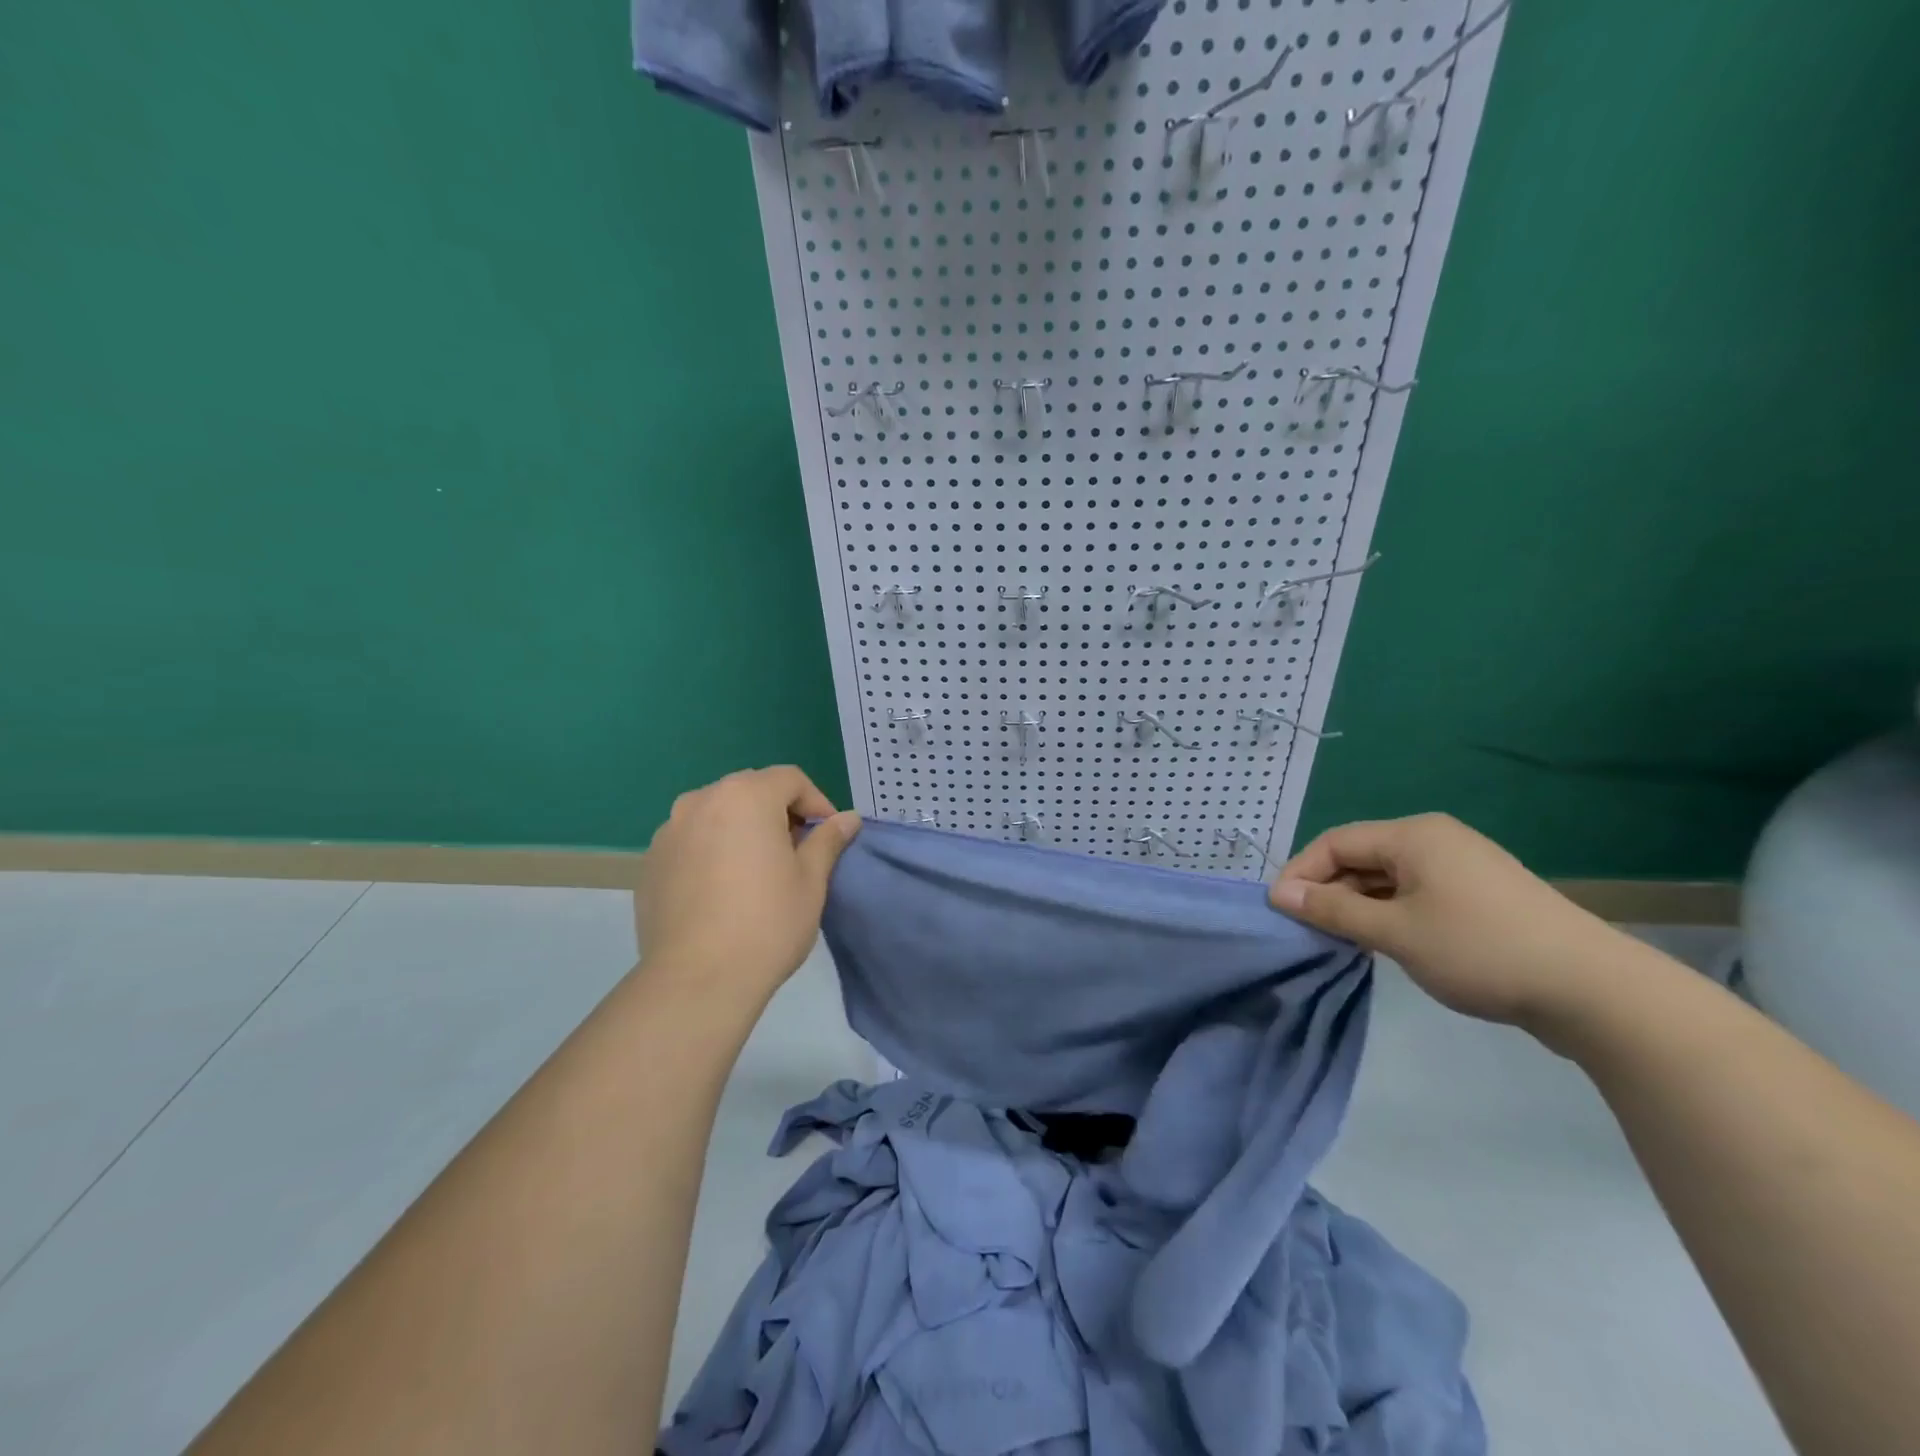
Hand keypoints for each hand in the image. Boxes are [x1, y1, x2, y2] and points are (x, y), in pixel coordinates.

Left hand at [635, 767, 860, 1004]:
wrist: (697, 980)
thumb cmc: (767, 923)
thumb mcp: (811, 880)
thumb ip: (828, 840)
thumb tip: (848, 818)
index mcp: (746, 796)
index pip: (790, 779)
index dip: (817, 802)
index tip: (828, 836)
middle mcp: (701, 801)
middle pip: (751, 790)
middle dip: (779, 812)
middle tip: (797, 852)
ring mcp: (669, 831)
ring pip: (718, 814)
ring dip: (743, 829)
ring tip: (758, 871)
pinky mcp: (651, 863)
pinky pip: (692, 841)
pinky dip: (713, 851)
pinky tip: (723, 891)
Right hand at [1269, 814, 1625, 1027]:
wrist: (1593, 991)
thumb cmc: (1480, 950)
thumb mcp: (1394, 932)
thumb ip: (1333, 909)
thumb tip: (1280, 893)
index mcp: (1414, 835)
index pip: (1335, 842)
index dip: (1301, 873)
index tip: (1278, 910)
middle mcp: (1435, 839)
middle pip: (1361, 856)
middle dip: (1328, 890)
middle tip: (1306, 929)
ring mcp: (1461, 867)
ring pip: (1387, 877)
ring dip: (1357, 904)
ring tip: (1338, 940)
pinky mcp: (1480, 895)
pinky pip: (1415, 893)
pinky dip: (1388, 912)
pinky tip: (1382, 942)